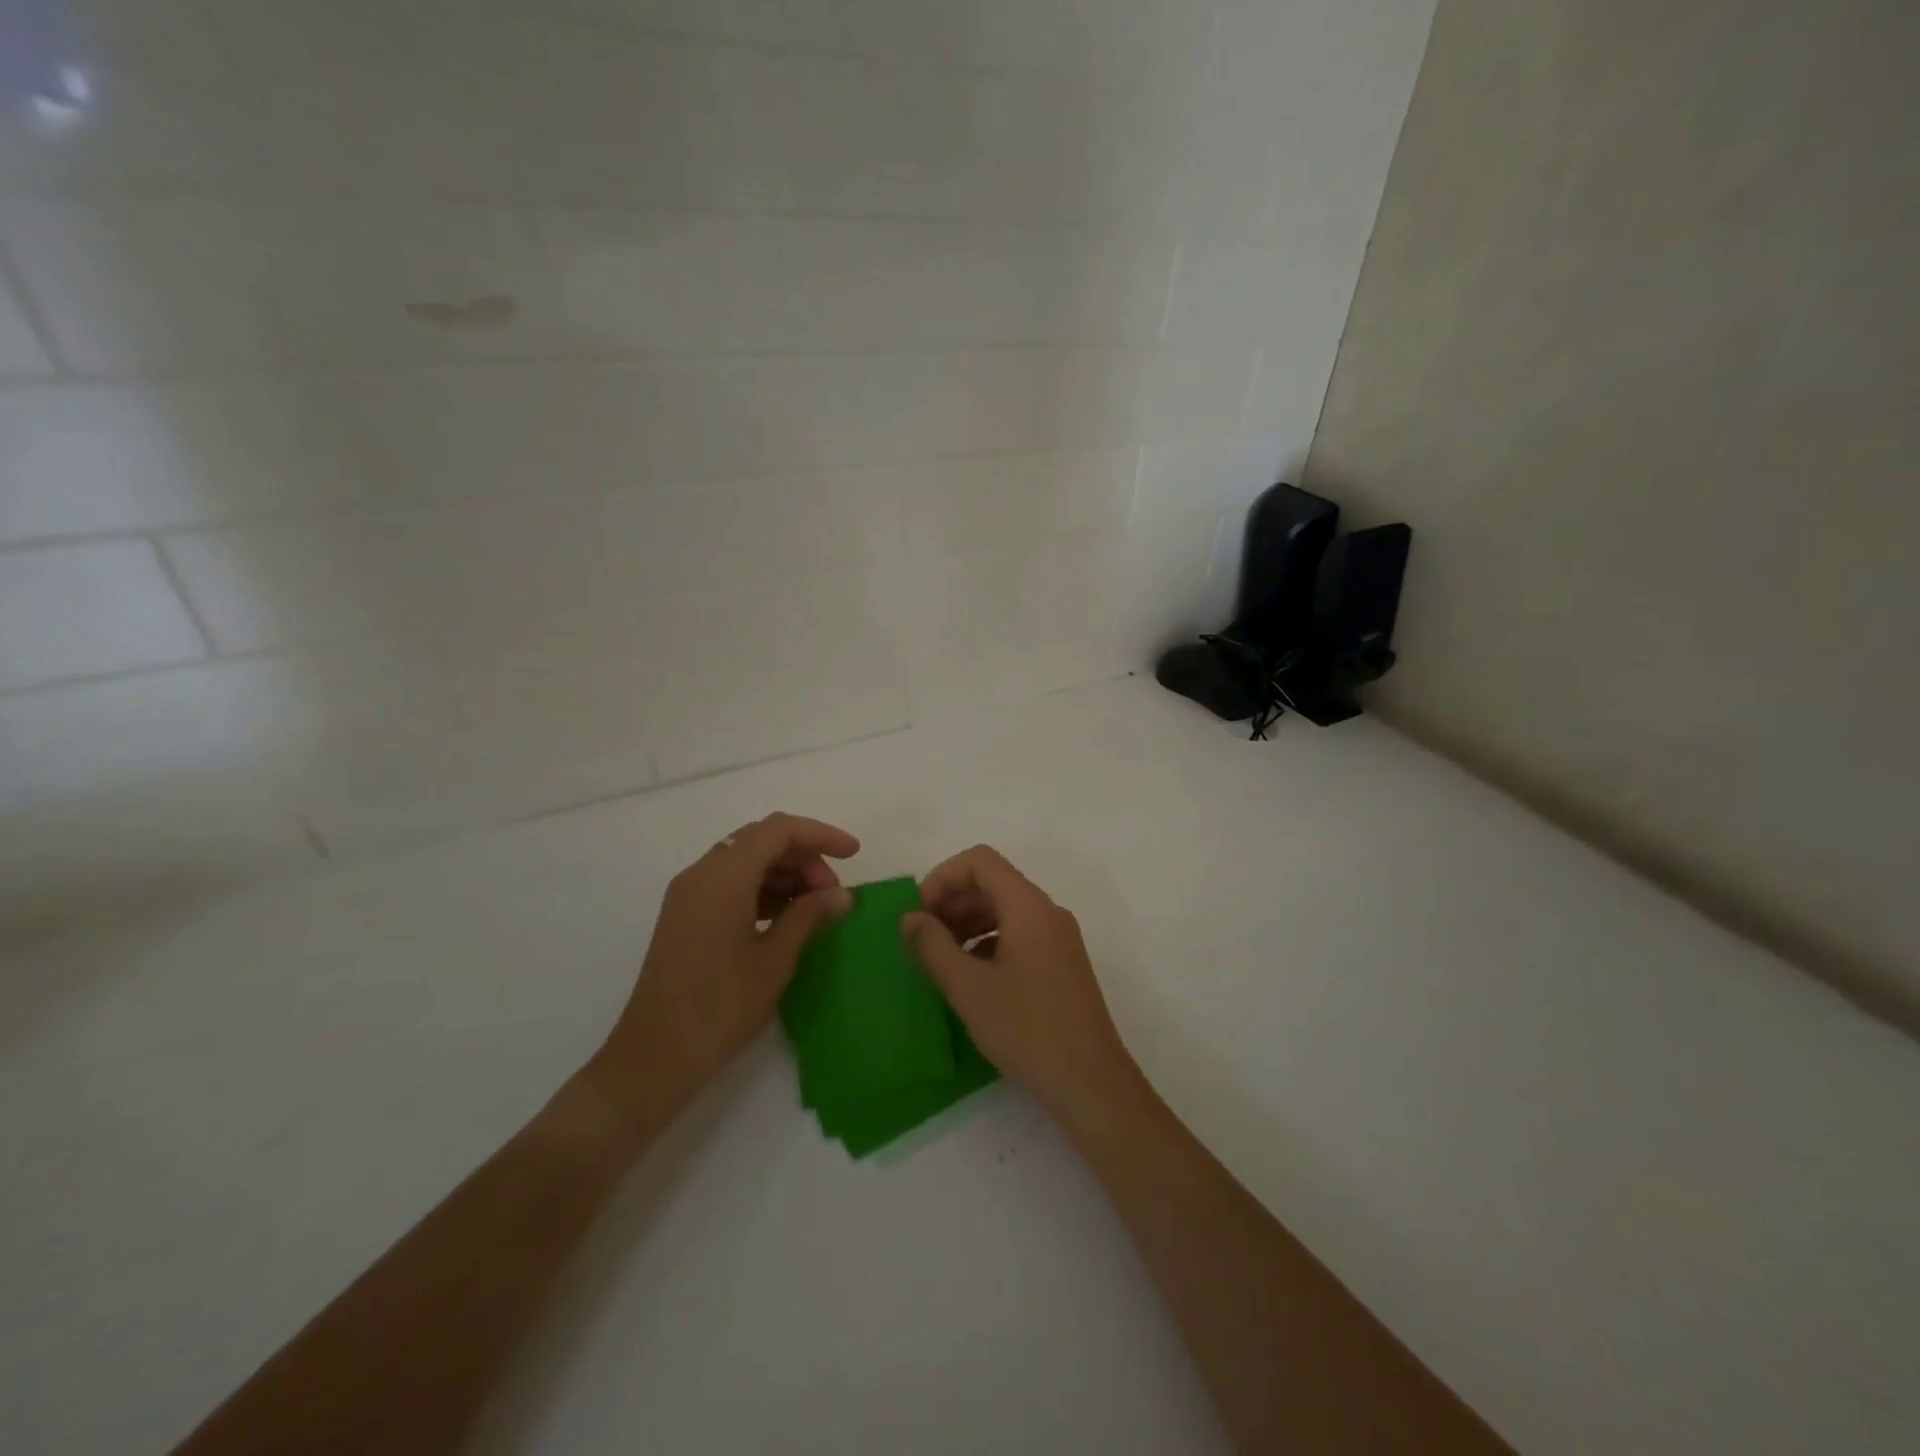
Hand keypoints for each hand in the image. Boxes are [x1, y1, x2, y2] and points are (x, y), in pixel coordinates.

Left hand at [593, 813, 857, 1121]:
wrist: (655, 1056)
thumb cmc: (721, 1006)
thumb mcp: (775, 959)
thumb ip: (809, 916)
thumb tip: (842, 895)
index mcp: (724, 877)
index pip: (779, 830)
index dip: (821, 835)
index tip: (853, 855)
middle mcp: (702, 874)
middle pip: (761, 840)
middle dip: (804, 856)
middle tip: (832, 894)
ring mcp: (689, 893)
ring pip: (745, 860)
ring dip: (784, 873)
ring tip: (814, 908)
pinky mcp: (685, 914)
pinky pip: (729, 882)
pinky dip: (762, 888)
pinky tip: (784, 917)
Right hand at [901, 845, 1138, 1119]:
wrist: (1091, 1084)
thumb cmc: (1026, 1030)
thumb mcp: (969, 988)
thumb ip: (933, 946)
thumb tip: (909, 918)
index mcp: (1028, 906)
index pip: (980, 860)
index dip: (943, 877)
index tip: (919, 914)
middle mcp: (1047, 912)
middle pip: (993, 882)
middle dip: (952, 900)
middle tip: (922, 937)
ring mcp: (1058, 937)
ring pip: (1005, 908)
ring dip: (968, 921)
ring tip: (940, 957)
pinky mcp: (1061, 963)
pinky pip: (1019, 933)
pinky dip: (988, 941)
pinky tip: (969, 975)